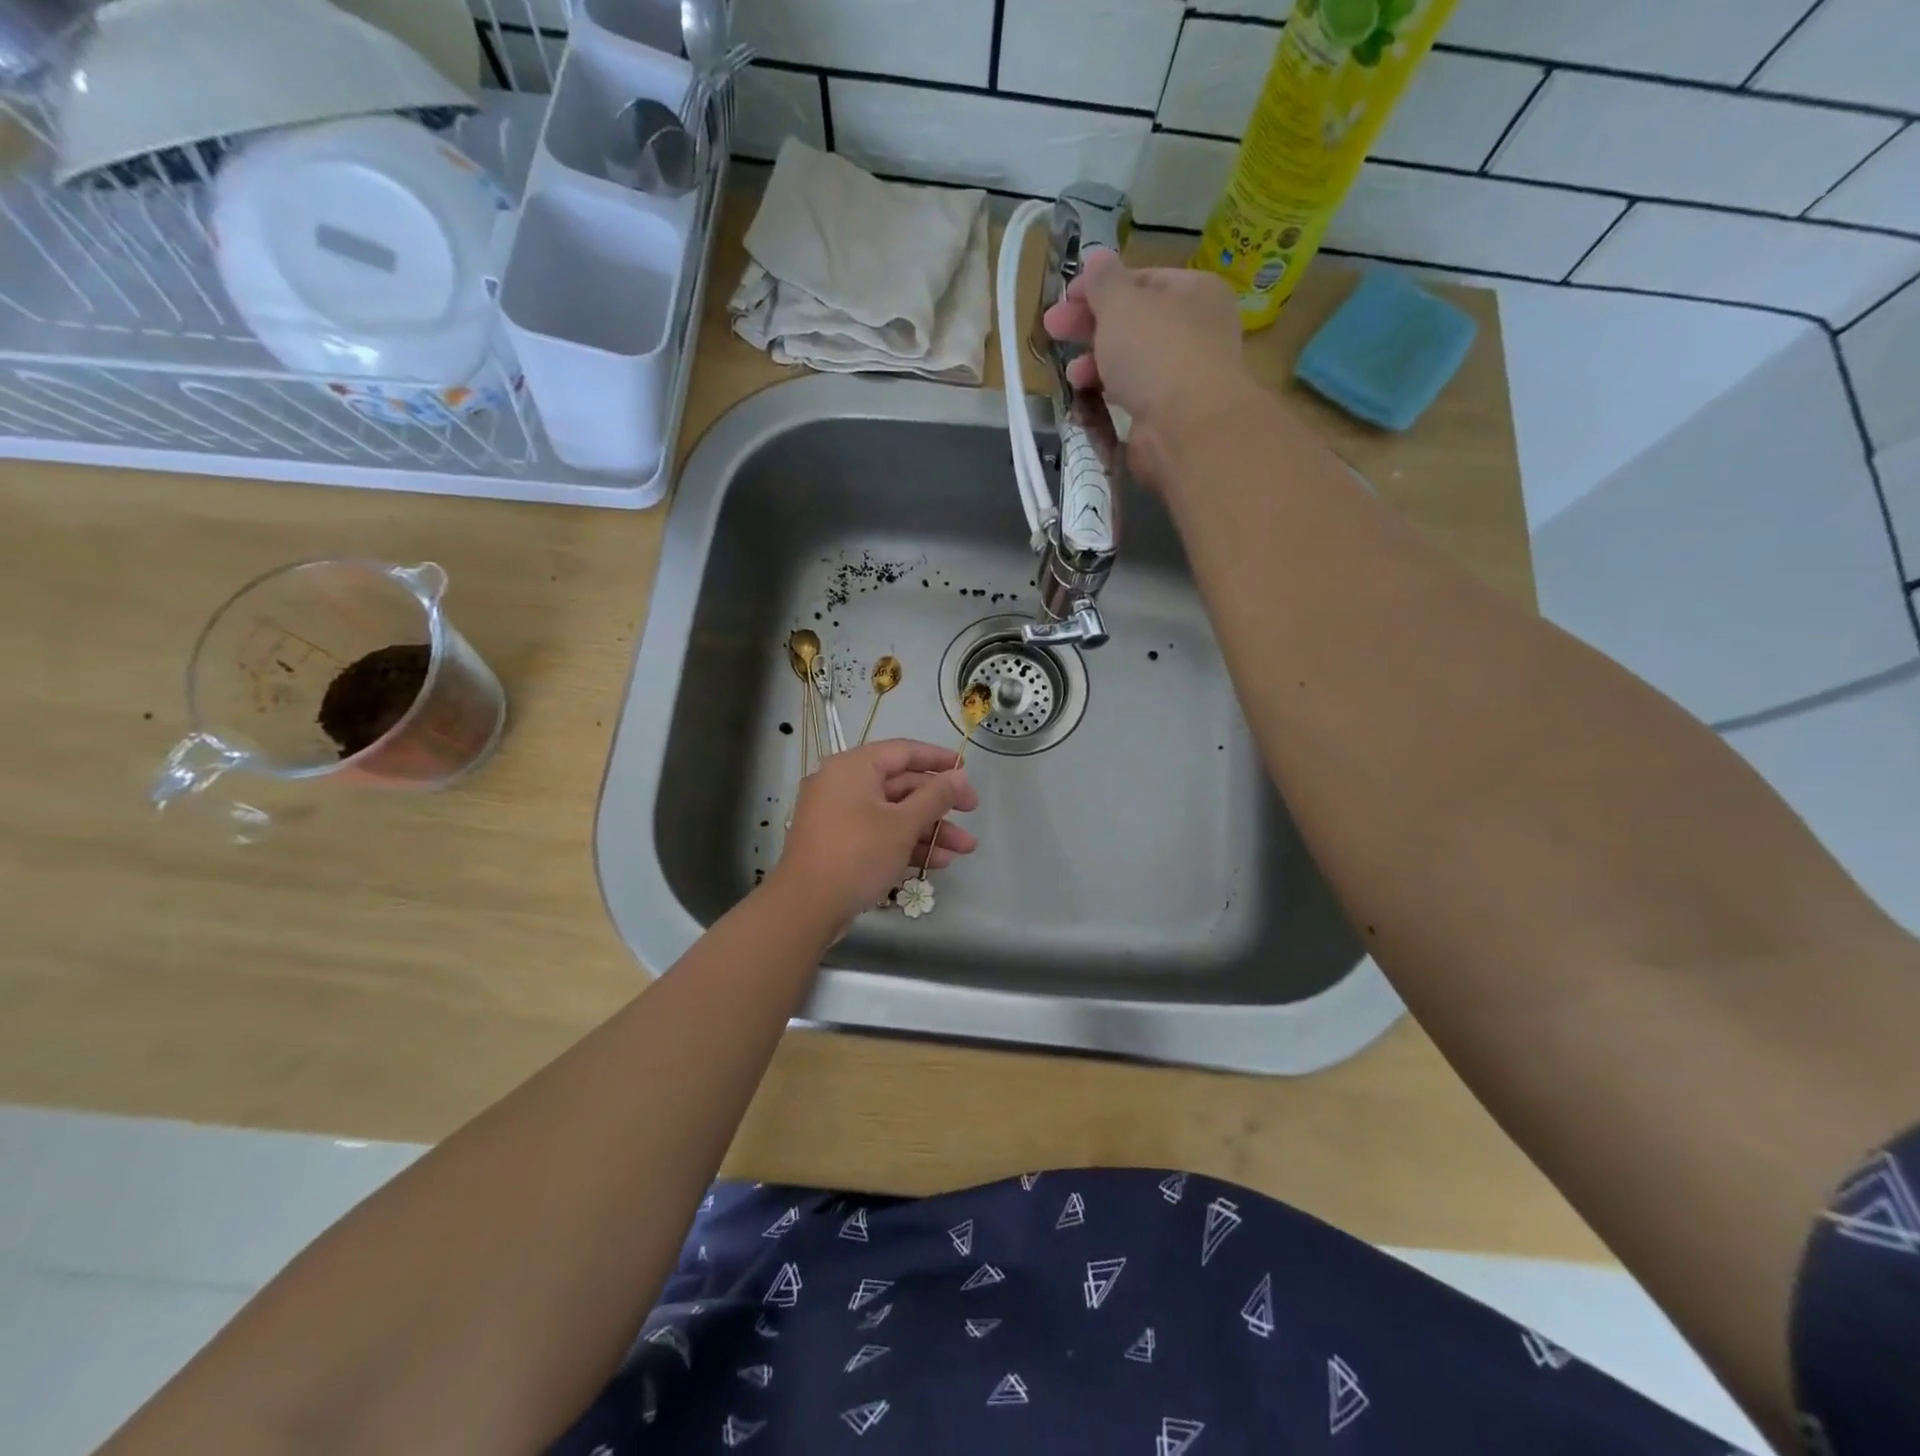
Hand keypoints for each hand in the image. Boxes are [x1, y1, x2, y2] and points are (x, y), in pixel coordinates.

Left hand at [769, 739, 979, 931]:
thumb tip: (959, 775)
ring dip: (930, 829)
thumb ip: (935, 796)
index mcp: (854, 767)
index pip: (903, 751)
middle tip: (973, 812)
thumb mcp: (903, 824)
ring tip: (965, 849)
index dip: (938, 759)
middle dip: (940, 804)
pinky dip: (907, 844)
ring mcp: (839, 816)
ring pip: (894, 814)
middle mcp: (843, 784)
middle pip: (901, 785)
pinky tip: (938, 862)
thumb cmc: (857, 854)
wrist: (806, 908)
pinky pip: (880, 834)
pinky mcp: (840, 844)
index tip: (967, 769)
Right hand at [1042, 251, 1250, 488]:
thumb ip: (1104, 281)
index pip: (1142, 280)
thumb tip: (1097, 258)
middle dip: (1090, 327)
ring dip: (1096, 364)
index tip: (1065, 297)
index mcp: (1194, 292)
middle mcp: (1195, 331)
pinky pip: (1132, 398)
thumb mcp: (1121, 304)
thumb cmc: (1155, 351)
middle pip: (1134, 323)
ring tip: (1071, 374)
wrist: (1185, 427)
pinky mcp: (1168, 416)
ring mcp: (1183, 377)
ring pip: (1131, 363)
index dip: (1101, 287)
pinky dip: (1108, 396)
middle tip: (1052, 330)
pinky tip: (1086, 401)